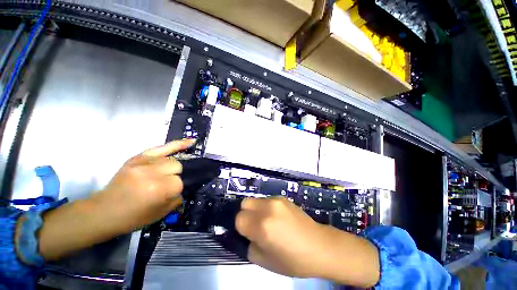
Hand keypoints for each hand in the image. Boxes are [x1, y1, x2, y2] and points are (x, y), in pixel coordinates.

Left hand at [93, 139, 195, 232]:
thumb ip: (178, 198)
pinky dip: (177, 144)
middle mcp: (153, 172)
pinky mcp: (138, 157)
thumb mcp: (161, 213)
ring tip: (163, 174)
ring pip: (171, 159)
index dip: (176, 189)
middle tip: (164, 185)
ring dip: (170, 167)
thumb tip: (184, 186)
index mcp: (159, 189)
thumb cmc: (133, 217)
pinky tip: (190, 142)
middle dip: (175, 176)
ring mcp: (144, 162)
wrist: (104, 211)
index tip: (168, 195)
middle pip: (178, 166)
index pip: (180, 182)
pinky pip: (163, 146)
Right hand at [235, 197, 327, 276]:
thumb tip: (245, 234)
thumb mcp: (265, 261)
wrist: (319, 246)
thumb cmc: (293, 260)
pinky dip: (265, 208)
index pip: (238, 218)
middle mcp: (267, 208)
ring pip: (255, 200)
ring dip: (256, 210)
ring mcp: (276, 200)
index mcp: (262, 226)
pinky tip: (277, 218)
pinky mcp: (283, 198)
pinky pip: (266, 200)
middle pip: (244, 203)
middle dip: (245, 214)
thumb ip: (249, 245)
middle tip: (253, 226)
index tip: (247, 234)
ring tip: (267, 222)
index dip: (240, 228)